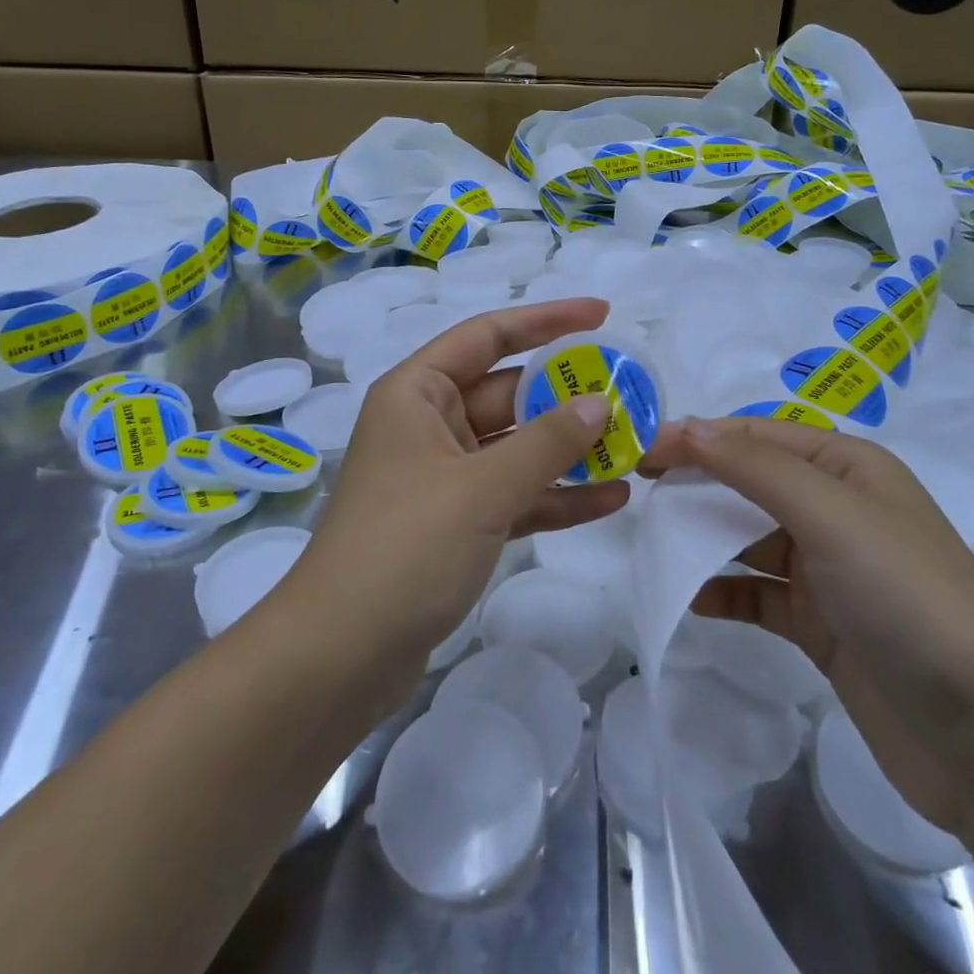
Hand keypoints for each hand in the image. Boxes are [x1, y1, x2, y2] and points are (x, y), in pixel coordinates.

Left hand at [287, 298, 632, 686]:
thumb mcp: (483, 488)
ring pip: (517, 447)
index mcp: (418, 393)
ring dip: (570, 449)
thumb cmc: (404, 547)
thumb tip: (600, 404)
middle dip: (568, 395)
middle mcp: (430, 424)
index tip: (602, 315)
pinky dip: (555, 495)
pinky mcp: (457, 523)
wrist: (340, 657)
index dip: (546, 321)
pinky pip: (514, 494)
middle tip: (631, 392)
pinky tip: (610, 498)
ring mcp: (444, 476)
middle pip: (509, 393)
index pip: (488, 335)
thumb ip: (547, 443)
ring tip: (634, 446)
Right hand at [643, 418, 973, 832]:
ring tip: (653, 542)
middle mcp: (837, 509)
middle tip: (638, 492)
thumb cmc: (907, 597)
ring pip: (749, 537)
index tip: (640, 452)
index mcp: (848, 467)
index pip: (757, 435)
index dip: (699, 437)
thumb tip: (686, 428)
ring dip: (703, 536)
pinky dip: (723, 591)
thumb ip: (754, 467)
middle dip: (697, 481)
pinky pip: (757, 594)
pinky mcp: (821, 625)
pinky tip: (688, 597)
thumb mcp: (831, 513)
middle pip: (751, 481)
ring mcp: (828, 570)